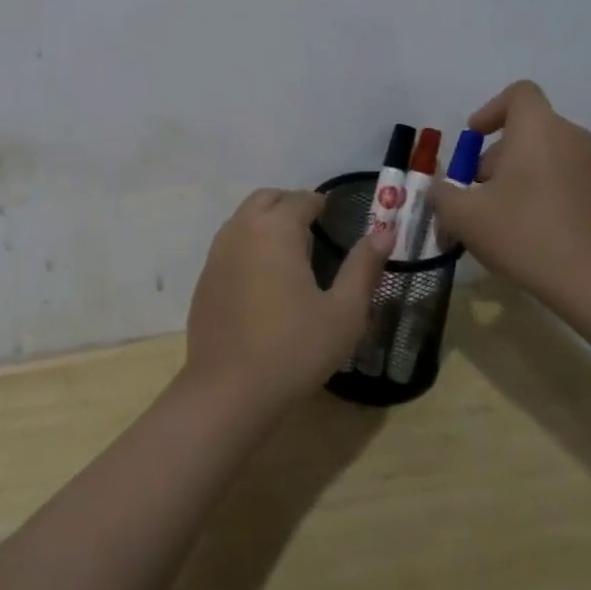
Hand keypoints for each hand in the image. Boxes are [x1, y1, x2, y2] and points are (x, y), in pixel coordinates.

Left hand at [182, 188, 392, 415]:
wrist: (229, 390)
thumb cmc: (294, 349)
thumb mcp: (344, 312)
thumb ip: (363, 267)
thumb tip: (385, 232)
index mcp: (275, 230)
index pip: (300, 199)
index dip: (320, 202)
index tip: (335, 213)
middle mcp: (241, 230)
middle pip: (265, 199)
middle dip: (289, 203)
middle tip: (313, 225)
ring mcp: (217, 254)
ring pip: (243, 218)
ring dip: (265, 220)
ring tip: (290, 248)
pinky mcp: (205, 278)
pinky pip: (229, 244)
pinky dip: (248, 243)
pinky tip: (263, 276)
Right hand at [429, 81, 590, 306]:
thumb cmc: (524, 233)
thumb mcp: (464, 215)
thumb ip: (442, 194)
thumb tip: (439, 188)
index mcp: (538, 129)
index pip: (518, 93)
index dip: (490, 109)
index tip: (473, 138)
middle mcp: (569, 138)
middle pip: (524, 130)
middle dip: (492, 157)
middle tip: (471, 192)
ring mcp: (589, 168)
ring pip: (540, 156)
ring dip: (510, 177)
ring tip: (489, 218)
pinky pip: (558, 179)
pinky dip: (534, 192)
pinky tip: (518, 231)